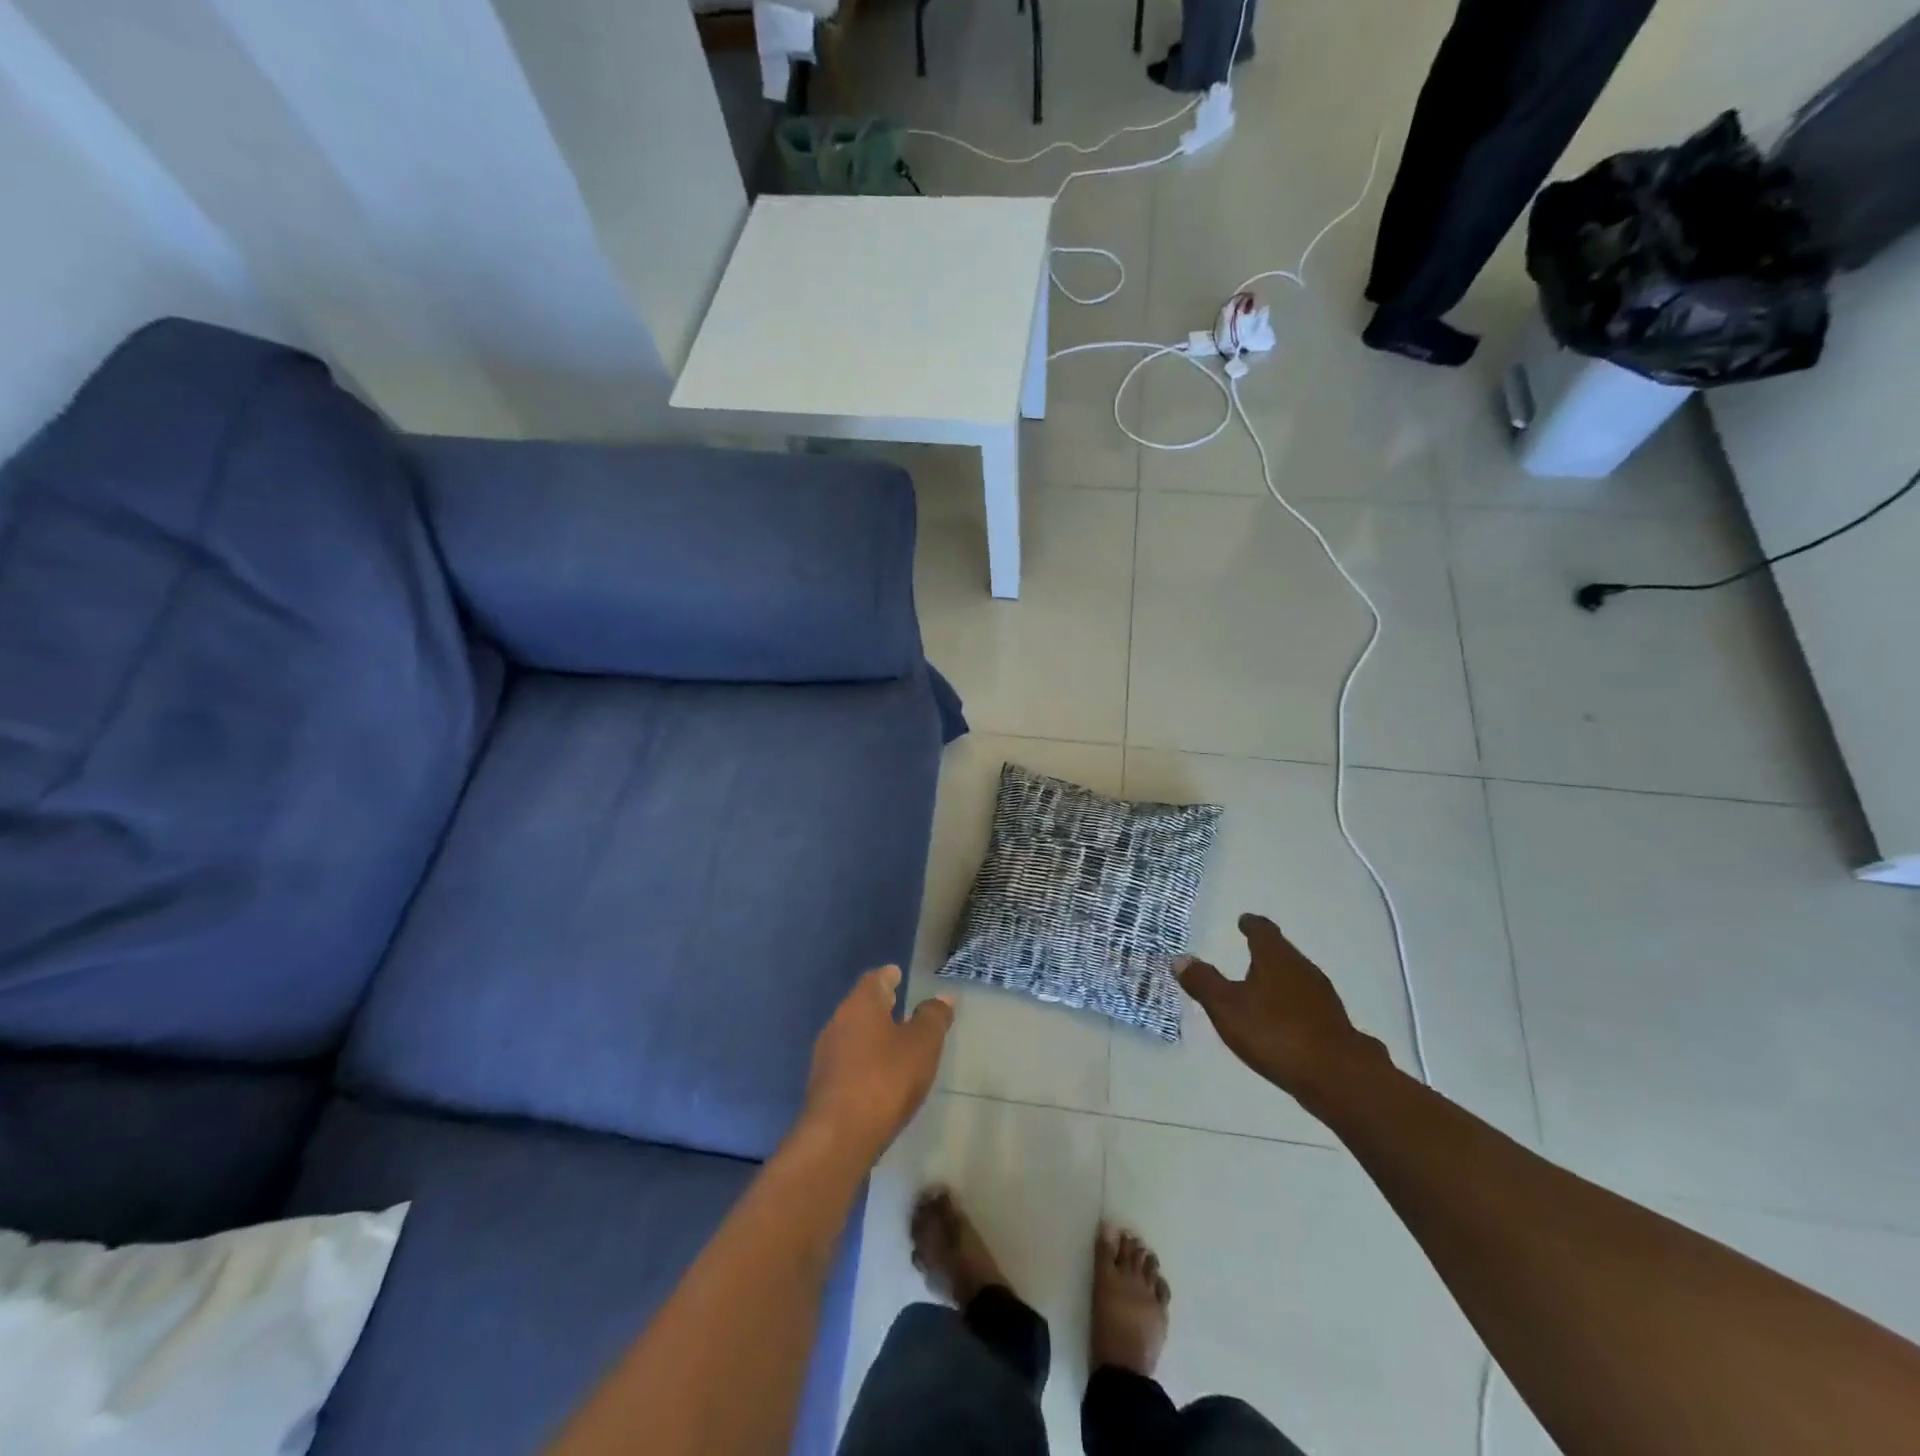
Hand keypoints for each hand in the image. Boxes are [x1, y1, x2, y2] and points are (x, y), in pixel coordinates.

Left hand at [800, 966, 952, 1166]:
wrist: (838, 1137)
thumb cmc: (885, 1079)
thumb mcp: (922, 1045)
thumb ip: (933, 1018)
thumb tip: (943, 996)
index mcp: (860, 1004)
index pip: (876, 979)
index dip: (889, 976)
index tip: (898, 974)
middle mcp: (838, 1022)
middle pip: (861, 1004)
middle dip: (880, 1004)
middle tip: (899, 1002)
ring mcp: (826, 1054)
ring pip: (853, 1032)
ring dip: (871, 1032)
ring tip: (893, 1040)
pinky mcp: (823, 1084)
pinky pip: (848, 1059)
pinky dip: (864, 1058)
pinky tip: (878, 1073)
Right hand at [1177, 913, 1388, 1099]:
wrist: (1339, 1077)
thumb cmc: (1275, 1033)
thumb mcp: (1227, 1008)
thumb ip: (1203, 983)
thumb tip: (1181, 958)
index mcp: (1276, 958)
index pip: (1263, 931)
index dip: (1251, 925)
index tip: (1244, 921)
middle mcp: (1303, 969)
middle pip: (1283, 952)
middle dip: (1266, 952)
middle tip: (1249, 953)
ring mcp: (1324, 997)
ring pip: (1297, 978)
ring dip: (1280, 979)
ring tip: (1262, 987)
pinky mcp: (1335, 1024)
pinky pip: (1308, 1003)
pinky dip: (1293, 1004)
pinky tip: (1285, 1020)